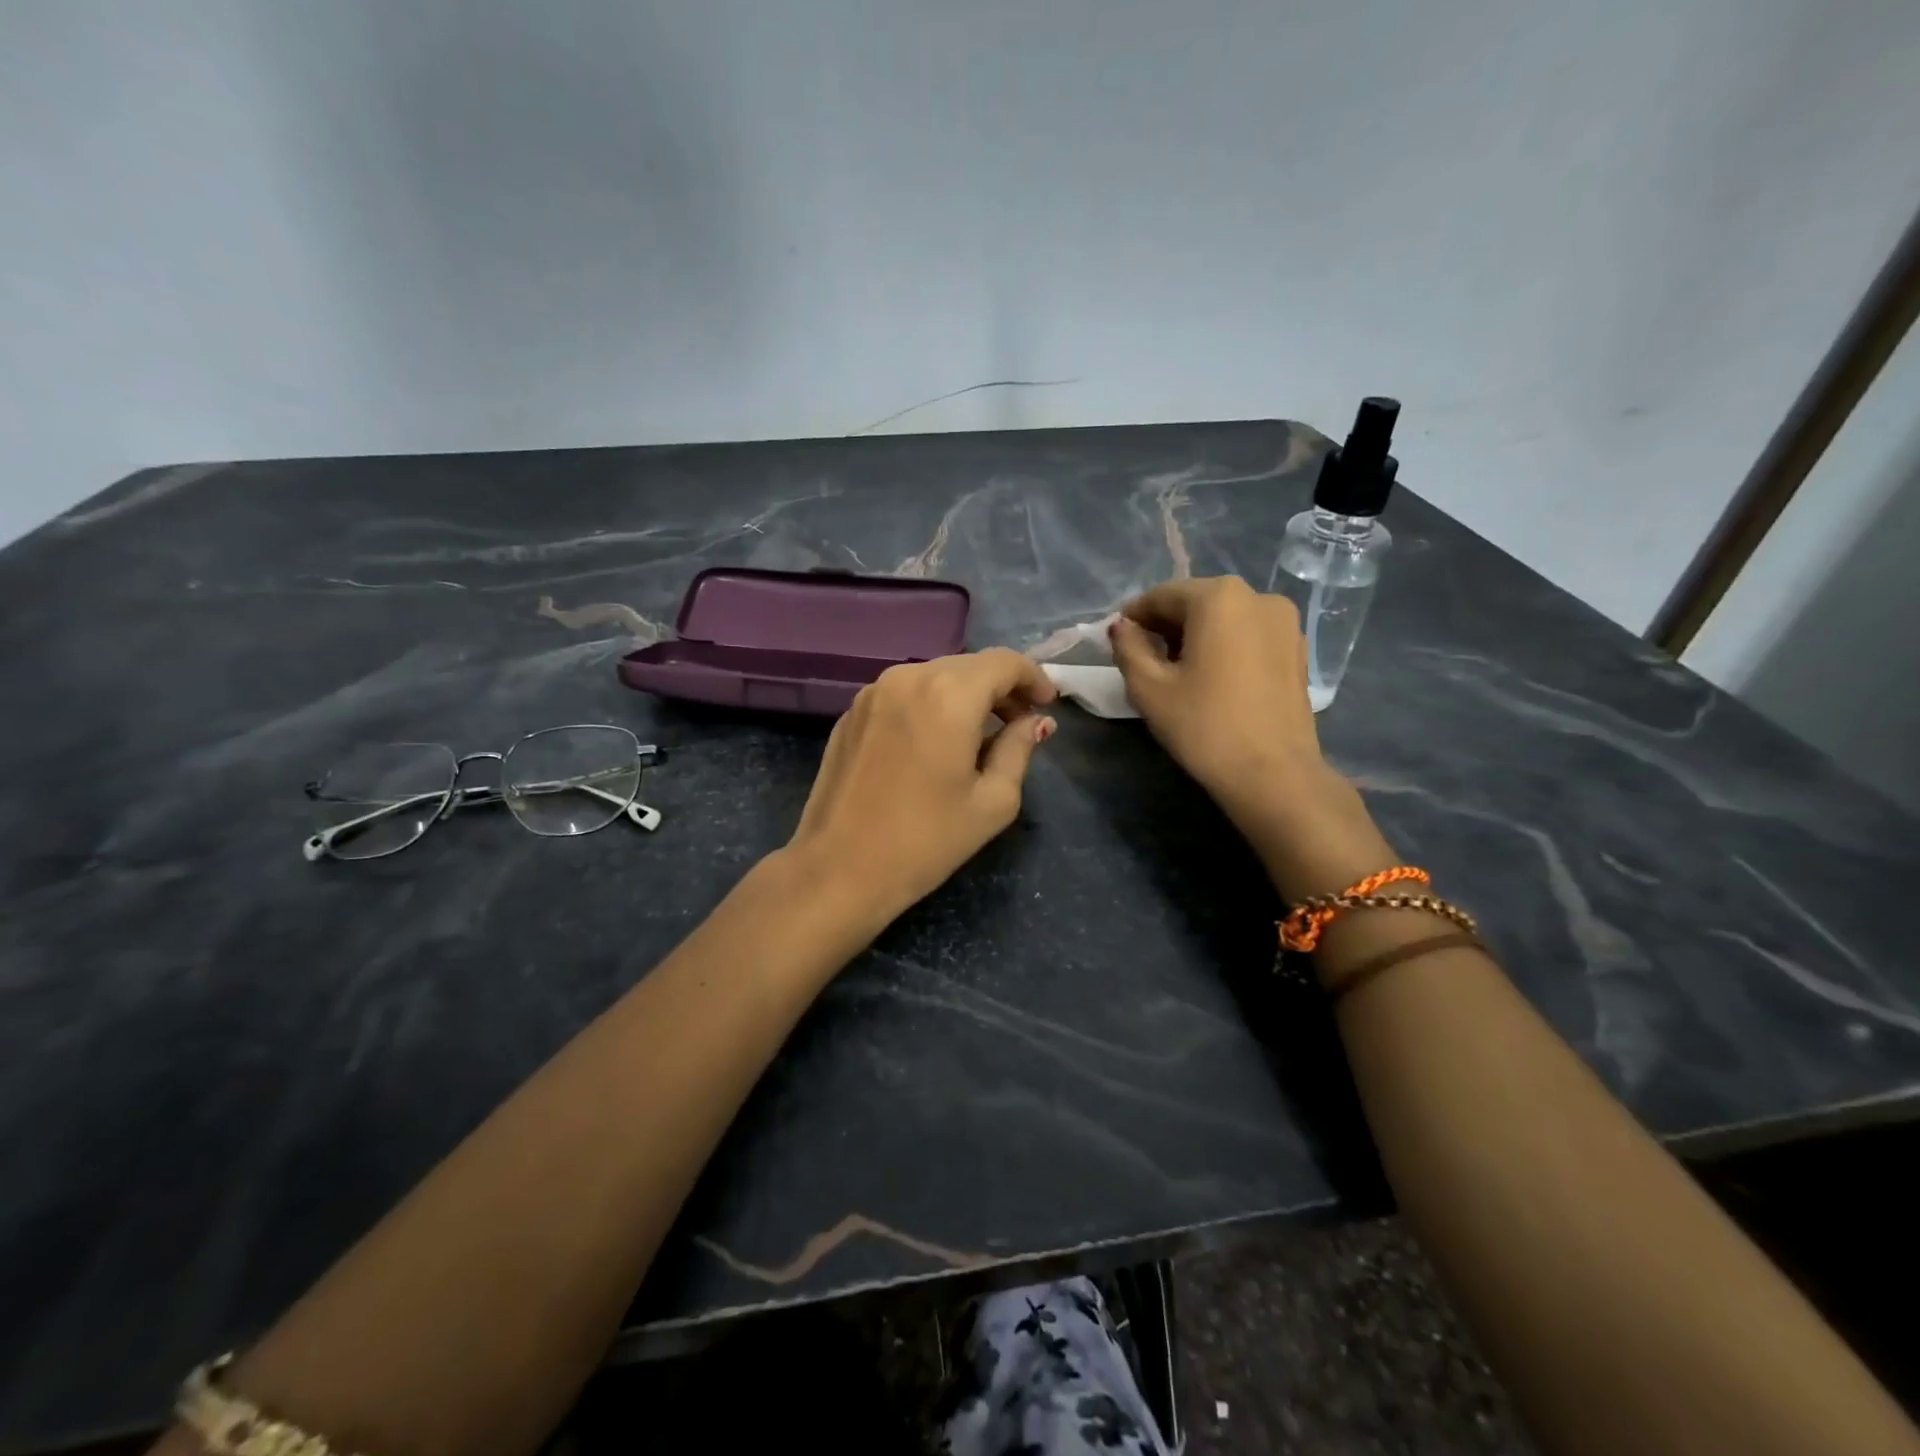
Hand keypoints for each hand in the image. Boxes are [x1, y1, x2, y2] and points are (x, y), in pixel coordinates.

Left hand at [785, 648, 1057, 927]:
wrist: (838, 869)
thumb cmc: (925, 841)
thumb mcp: (992, 802)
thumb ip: (1019, 749)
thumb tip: (1034, 722)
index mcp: (948, 694)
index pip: (1004, 662)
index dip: (1034, 678)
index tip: (1046, 705)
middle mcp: (908, 677)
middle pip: (969, 666)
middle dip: (1001, 688)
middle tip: (1020, 723)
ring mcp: (873, 692)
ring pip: (935, 677)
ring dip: (965, 696)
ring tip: (980, 736)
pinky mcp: (851, 712)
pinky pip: (905, 694)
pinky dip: (931, 706)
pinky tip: (936, 743)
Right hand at [1109, 576, 1393, 899]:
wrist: (1274, 774)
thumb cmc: (1204, 726)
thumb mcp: (1149, 688)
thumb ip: (1128, 648)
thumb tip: (1123, 628)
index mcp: (1219, 597)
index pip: (1162, 596)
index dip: (1134, 617)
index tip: (1118, 641)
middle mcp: (1258, 596)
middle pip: (1197, 602)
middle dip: (1167, 625)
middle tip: (1144, 658)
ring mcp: (1285, 622)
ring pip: (1226, 618)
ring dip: (1197, 635)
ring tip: (1178, 671)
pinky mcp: (1298, 650)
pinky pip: (1250, 635)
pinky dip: (1226, 646)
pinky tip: (1213, 679)